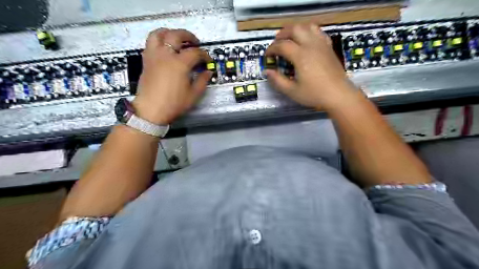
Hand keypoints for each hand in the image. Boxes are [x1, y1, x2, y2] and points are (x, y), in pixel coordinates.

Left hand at [132, 29, 211, 124]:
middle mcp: (165, 55)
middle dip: (188, 36)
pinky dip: (158, 40)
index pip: (195, 52)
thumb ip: (203, 81)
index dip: (205, 55)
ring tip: (177, 38)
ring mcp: (154, 56)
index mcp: (179, 63)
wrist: (151, 110)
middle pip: (176, 35)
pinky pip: (150, 43)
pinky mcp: (146, 60)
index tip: (208, 61)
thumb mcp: (193, 94)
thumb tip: (208, 72)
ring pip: (159, 34)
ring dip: (170, 32)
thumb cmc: (174, 103)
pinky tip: (165, 48)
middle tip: (195, 42)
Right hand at [265, 23, 354, 109]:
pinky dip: (309, 32)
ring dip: (296, 29)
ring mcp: (322, 44)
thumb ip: (277, 81)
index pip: (282, 45)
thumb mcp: (292, 91)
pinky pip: (318, 32)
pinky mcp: (328, 47)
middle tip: (276, 43)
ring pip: (307, 27)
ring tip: (290, 38)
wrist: (339, 95)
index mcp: (301, 56)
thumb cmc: (314, 94)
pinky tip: (306, 41)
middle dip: (282, 34)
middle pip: (294, 29)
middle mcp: (311, 45)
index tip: (267, 56)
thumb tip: (267, 72)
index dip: (272, 49)